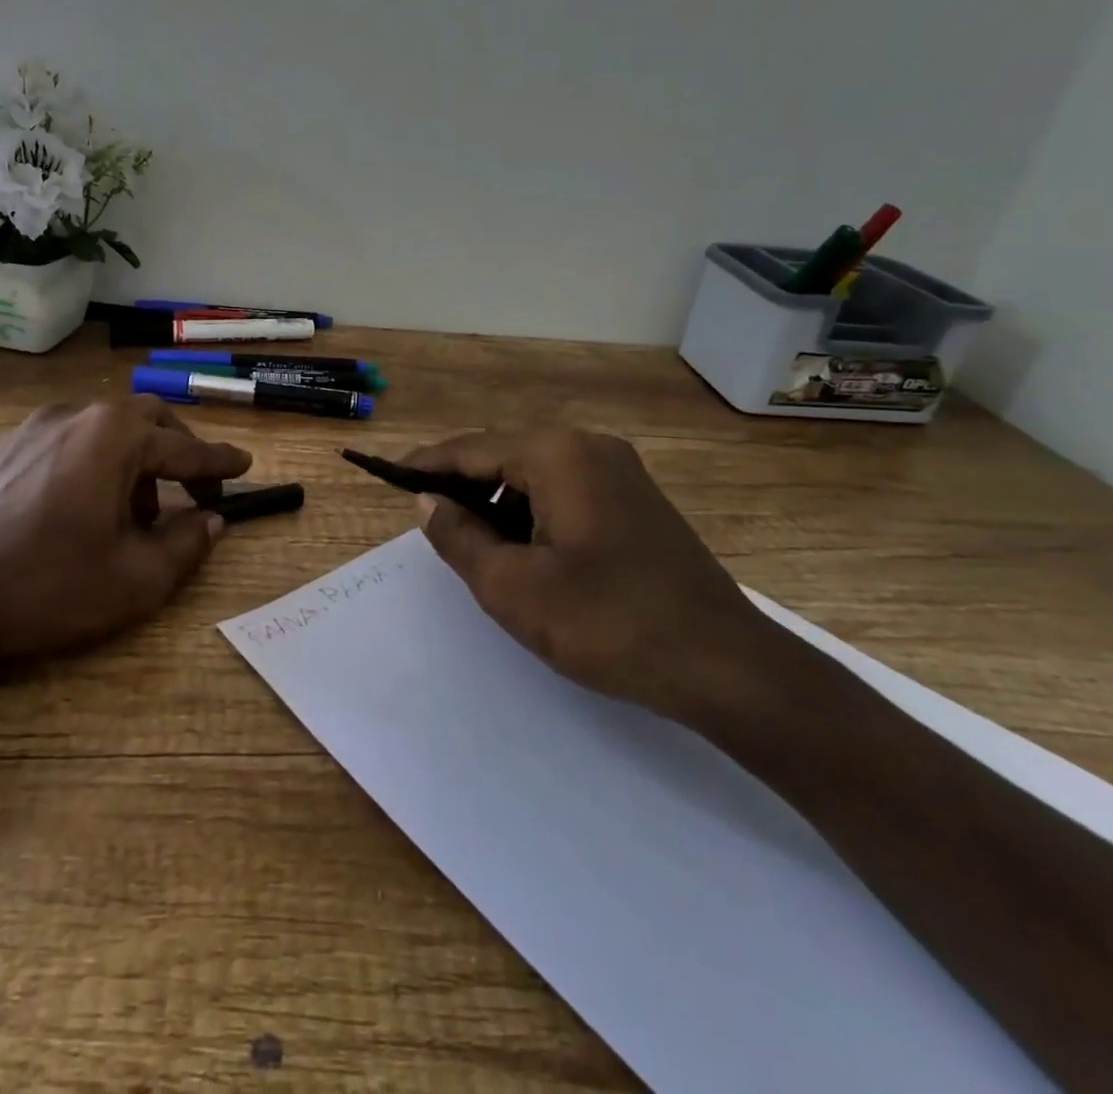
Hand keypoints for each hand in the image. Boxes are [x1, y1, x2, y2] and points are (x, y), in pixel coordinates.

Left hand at [0, 397, 251, 664]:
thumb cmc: (48, 587)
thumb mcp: (136, 579)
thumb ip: (187, 543)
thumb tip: (212, 520)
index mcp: (114, 436)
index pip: (184, 446)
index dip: (219, 462)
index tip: (245, 465)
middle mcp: (76, 416)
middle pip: (147, 420)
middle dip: (179, 452)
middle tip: (196, 489)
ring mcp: (34, 428)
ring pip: (107, 430)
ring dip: (137, 461)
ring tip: (138, 515)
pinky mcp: (6, 449)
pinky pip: (71, 442)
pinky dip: (98, 464)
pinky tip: (88, 510)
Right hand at [403, 427, 772, 721]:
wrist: (724, 665)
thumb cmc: (607, 623)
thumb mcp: (513, 587)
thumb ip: (459, 538)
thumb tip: (428, 503)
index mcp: (557, 455)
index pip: (471, 449)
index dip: (426, 464)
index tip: (388, 477)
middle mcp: (589, 447)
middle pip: (503, 452)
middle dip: (461, 482)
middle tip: (425, 516)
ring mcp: (619, 471)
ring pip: (534, 471)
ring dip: (496, 498)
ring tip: (469, 539)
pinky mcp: (635, 499)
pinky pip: (564, 488)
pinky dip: (530, 509)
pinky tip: (520, 546)